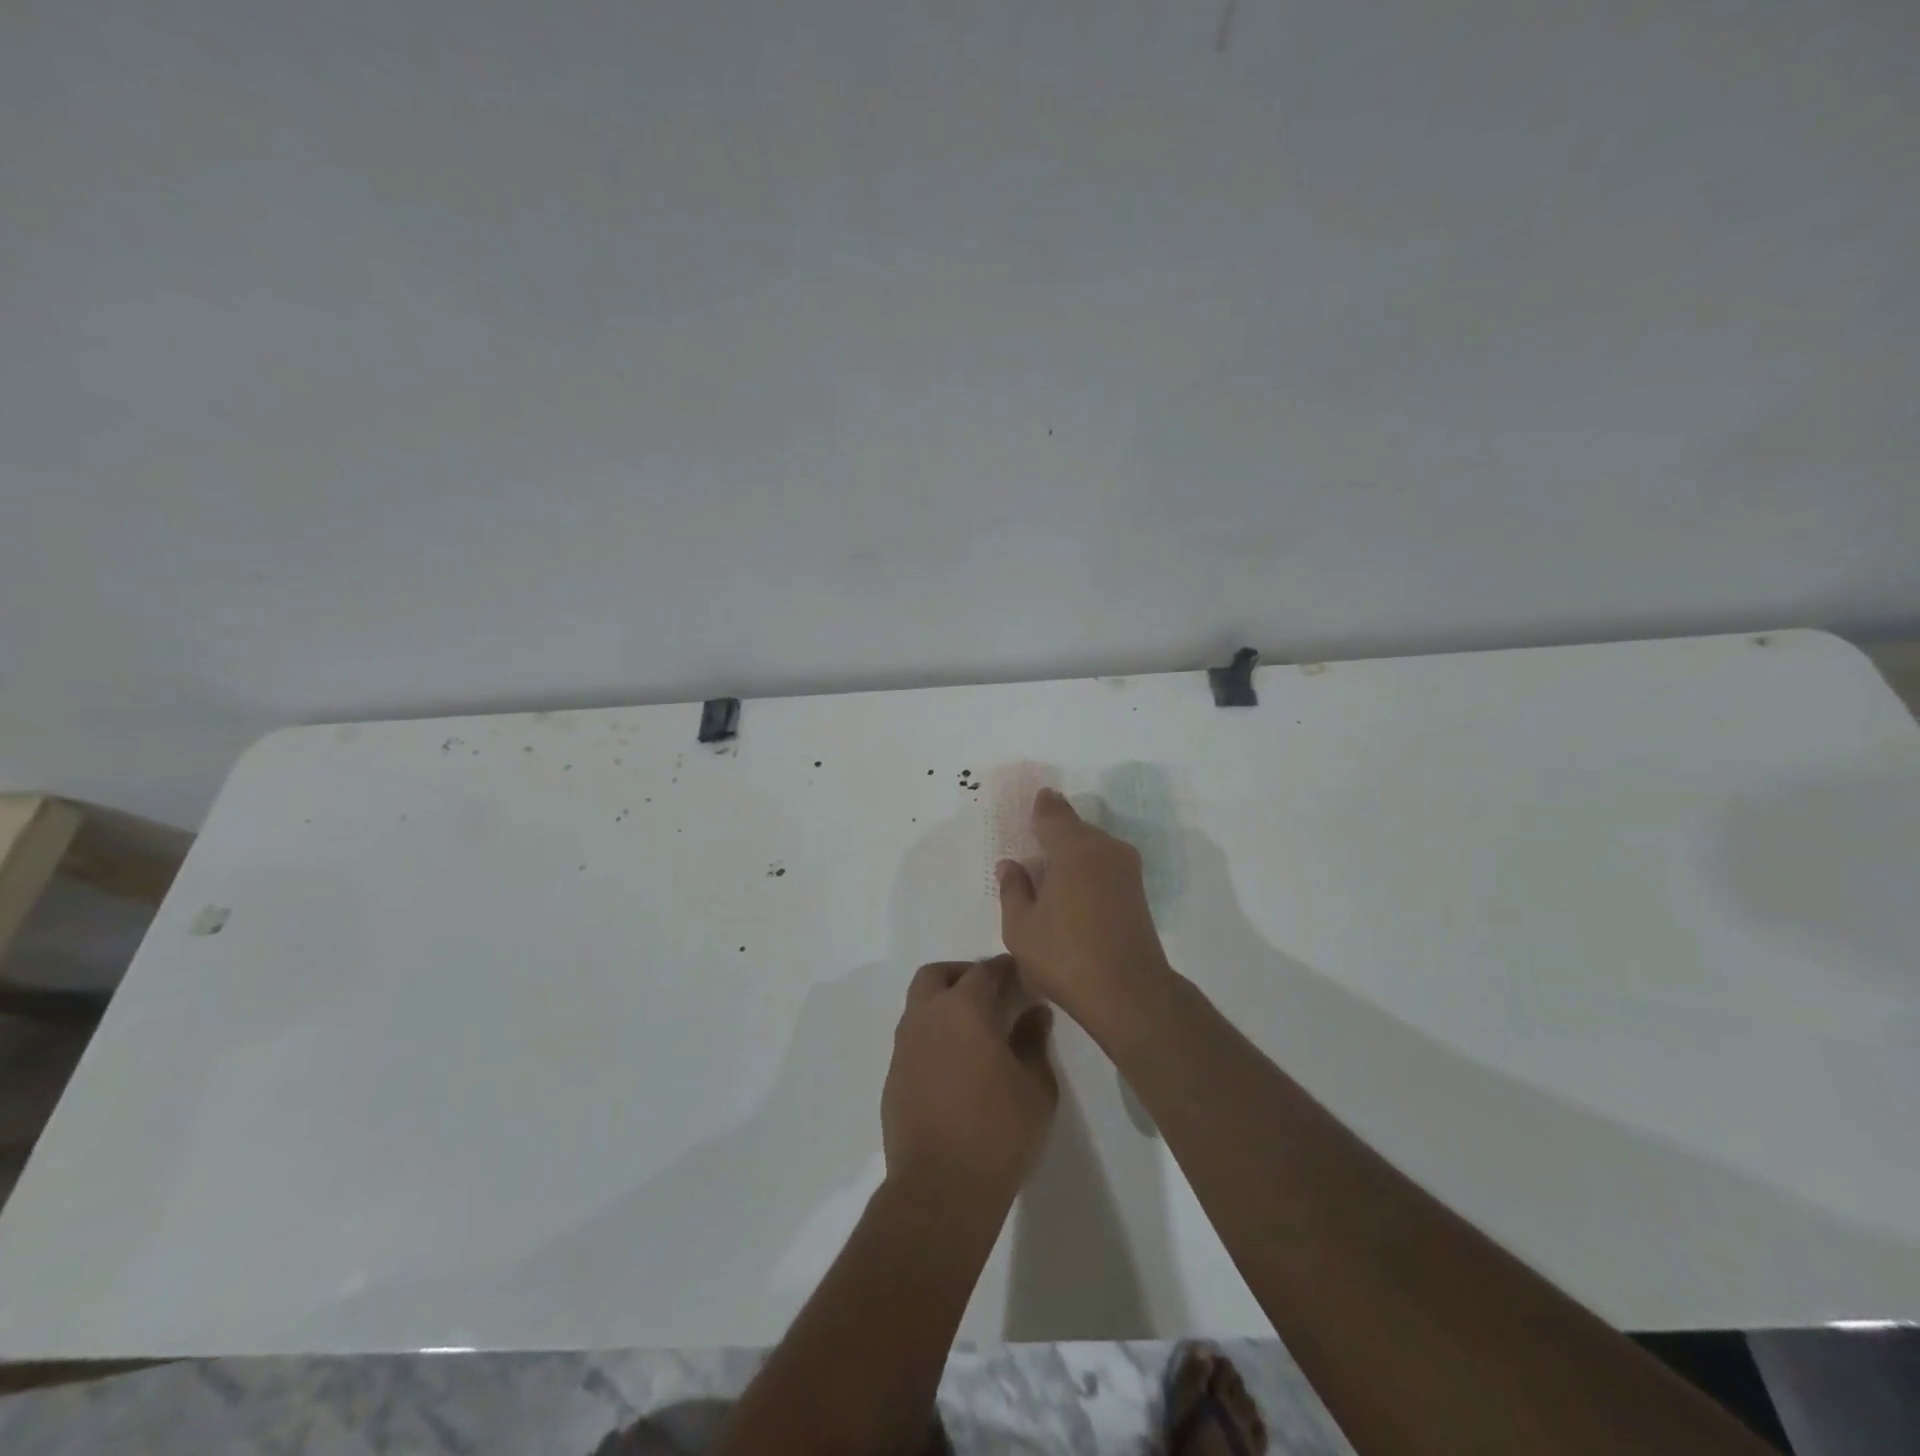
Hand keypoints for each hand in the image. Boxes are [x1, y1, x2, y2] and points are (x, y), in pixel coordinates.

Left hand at [882, 957, 1057, 1205]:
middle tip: (990, 993)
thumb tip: (1034, 1012)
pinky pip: (913, 1040)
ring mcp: (903, 1047)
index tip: (1021, 974)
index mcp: (963, 1009)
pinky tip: (955, 1065)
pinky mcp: (893, 1077)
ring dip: (943, 1005)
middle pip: (936, 975)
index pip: (984, 971)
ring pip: (919, 1006)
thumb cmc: (998, 1132)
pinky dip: (932, 1037)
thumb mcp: (1035, 1086)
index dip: (1004, 968)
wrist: (940, 1188)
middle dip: (962, 975)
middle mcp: (926, 1016)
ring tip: (974, 1031)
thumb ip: (1033, 1041)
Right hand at [996, 788, 1173, 1019]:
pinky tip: (1070, 893)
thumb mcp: (1021, 927)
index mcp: (1073, 848)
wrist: (1129, 994)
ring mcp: (1126, 869)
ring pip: (1091, 847)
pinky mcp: (1137, 892)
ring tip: (1047, 876)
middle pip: (1074, 829)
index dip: (1039, 807)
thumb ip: (1013, 890)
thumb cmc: (1065, 957)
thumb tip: (1011, 865)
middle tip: (1030, 849)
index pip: (1052, 812)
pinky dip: (1086, 870)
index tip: (1029, 807)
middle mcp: (1104, 848)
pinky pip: (1103, 865)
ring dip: (1071, 854)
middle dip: (1053, 833)